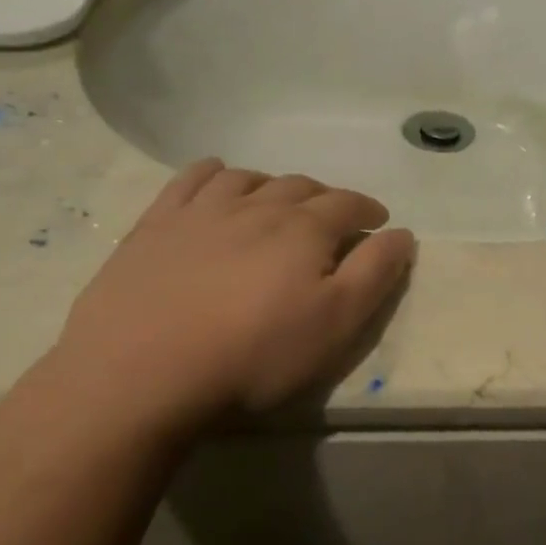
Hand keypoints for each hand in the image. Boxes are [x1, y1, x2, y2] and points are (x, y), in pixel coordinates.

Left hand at [52, 161, 414, 434]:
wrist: (142, 372)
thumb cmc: (254, 353)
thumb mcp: (336, 323)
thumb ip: (375, 273)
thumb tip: (403, 233)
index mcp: (304, 229)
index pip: (347, 204)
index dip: (368, 209)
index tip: (378, 219)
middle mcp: (257, 206)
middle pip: (300, 187)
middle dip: (324, 197)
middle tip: (331, 218)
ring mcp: (202, 211)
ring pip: (248, 179)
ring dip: (272, 184)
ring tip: (278, 201)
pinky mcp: (156, 225)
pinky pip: (191, 179)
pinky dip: (213, 172)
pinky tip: (217, 179)